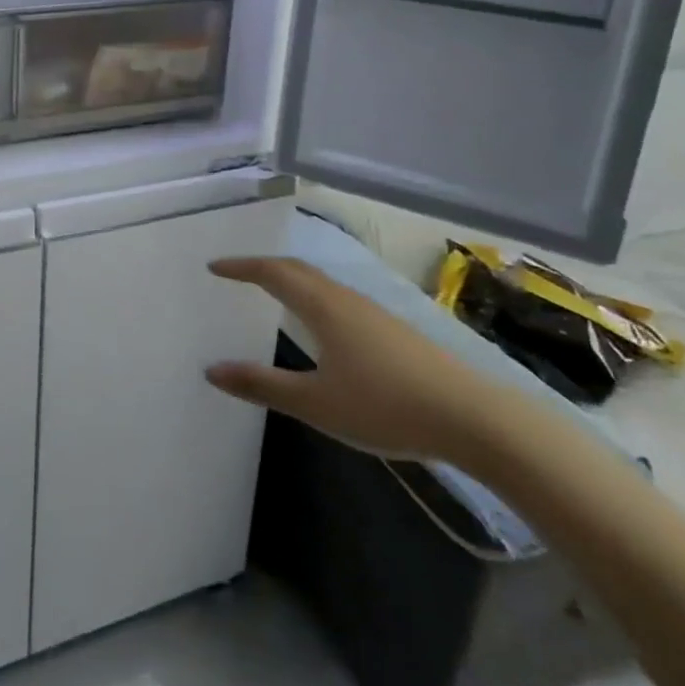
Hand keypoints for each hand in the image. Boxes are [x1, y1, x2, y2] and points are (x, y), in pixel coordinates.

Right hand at [205, 256, 513, 464]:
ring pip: (323, 283)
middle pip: (298, 270)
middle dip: (264, 267)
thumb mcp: (316, 403)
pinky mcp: (394, 330)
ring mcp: (374, 312)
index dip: (241, 267)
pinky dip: (314, 296)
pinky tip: (322, 323)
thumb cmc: (386, 407)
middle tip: (238, 273)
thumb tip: (211, 369)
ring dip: (292, 280)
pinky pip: (339, 298)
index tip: (214, 267)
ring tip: (273, 291)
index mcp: (323, 307)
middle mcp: (346, 299)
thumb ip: (263, 385)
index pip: (273, 273)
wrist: (473, 418)